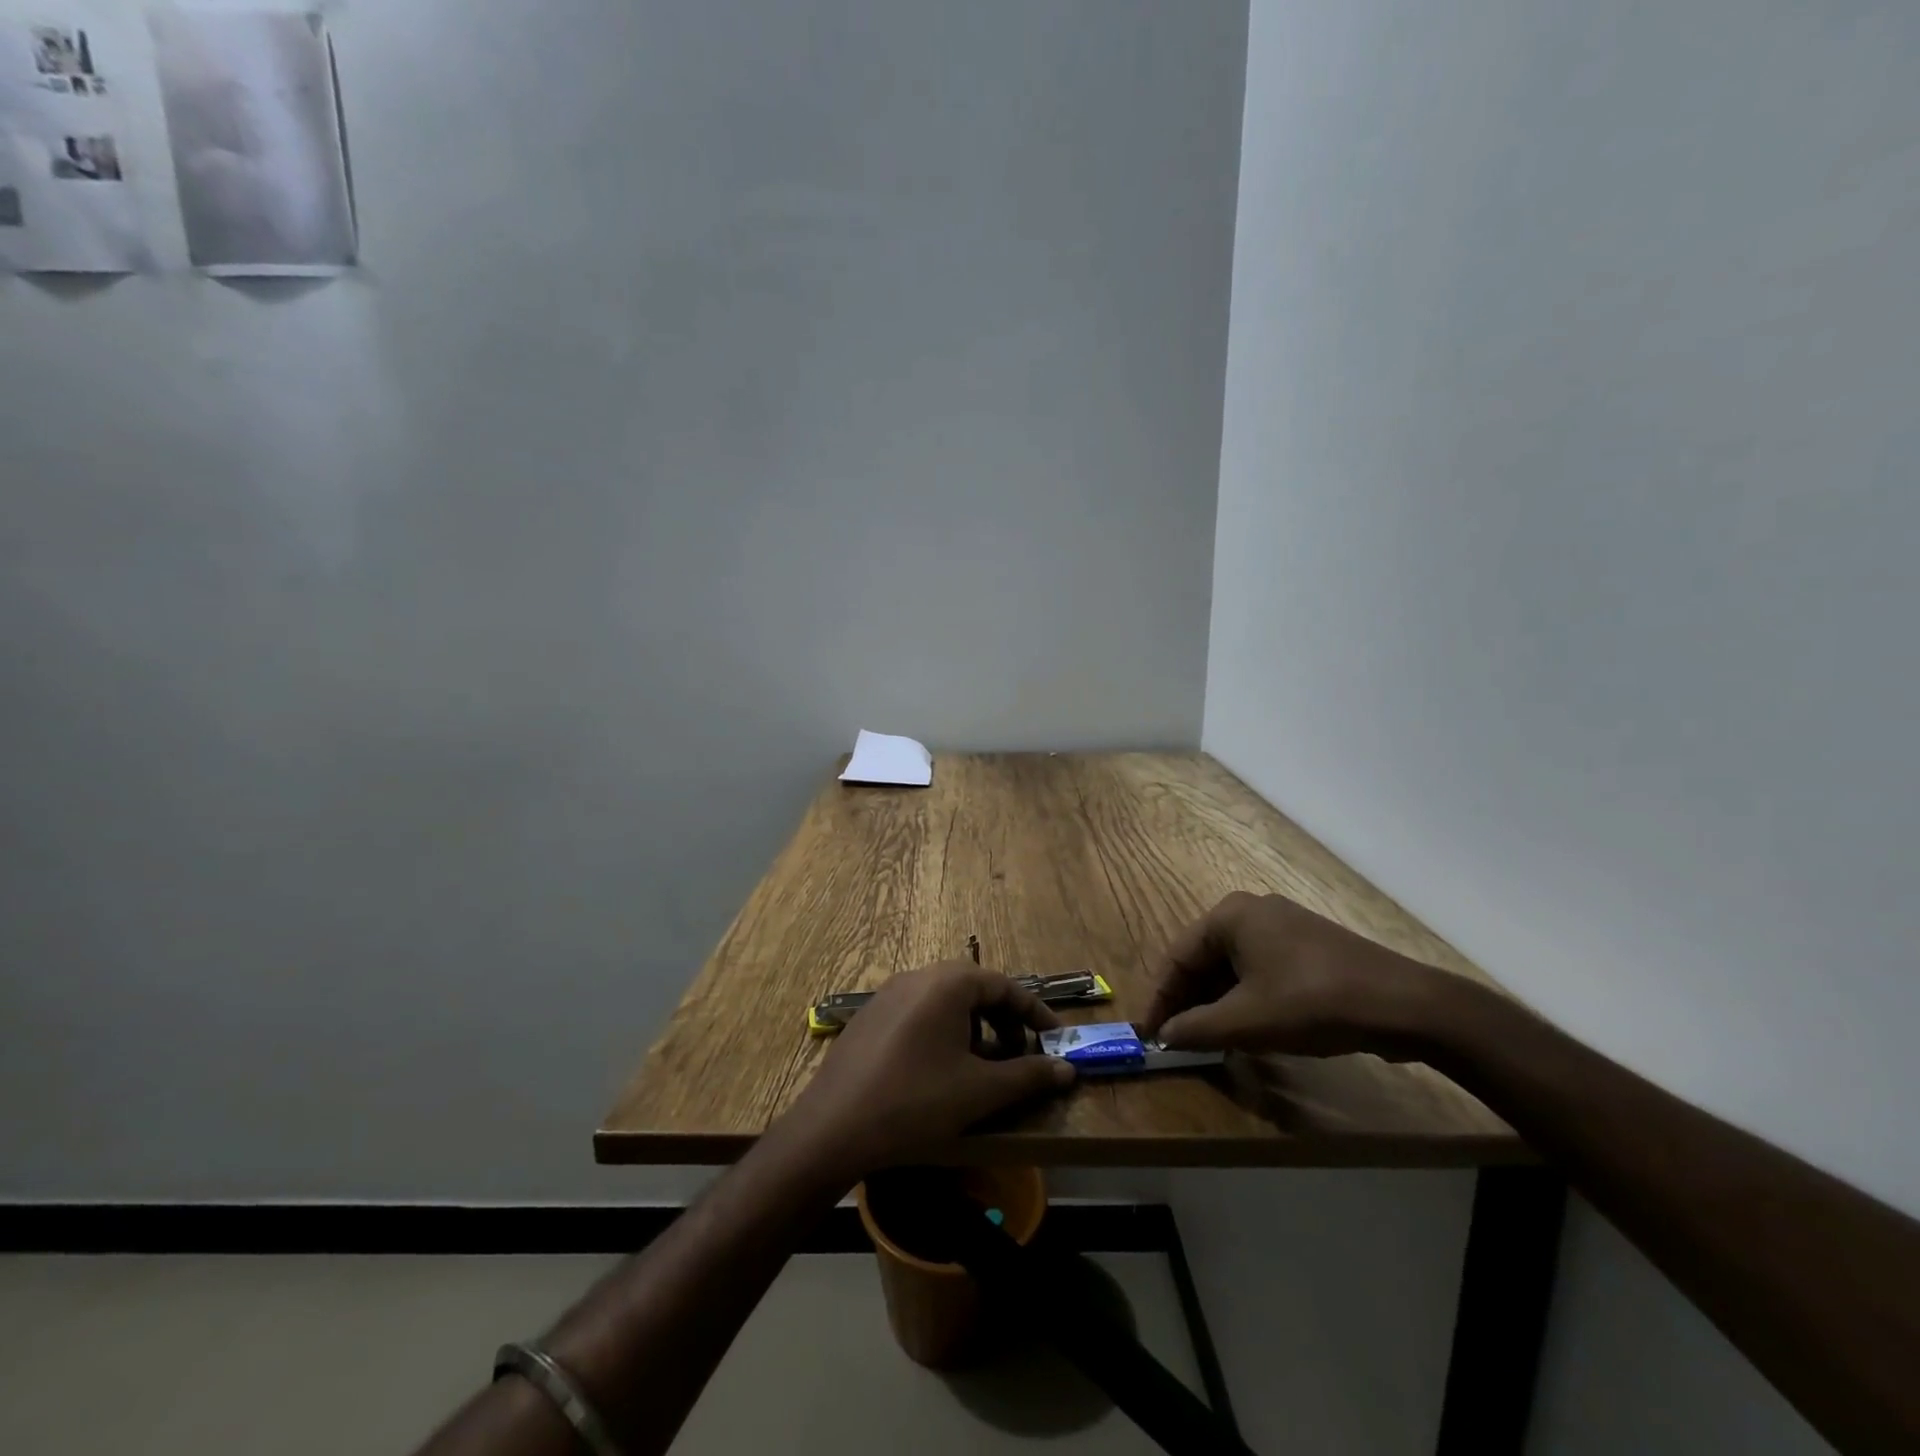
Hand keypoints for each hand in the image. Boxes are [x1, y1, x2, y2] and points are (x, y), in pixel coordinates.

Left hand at [776, 962, 1075, 1184]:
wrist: (833, 1127)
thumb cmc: (915, 1102)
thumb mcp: (980, 1091)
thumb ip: (1028, 1075)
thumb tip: (1067, 1069)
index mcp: (948, 983)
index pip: (1004, 985)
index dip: (1034, 1012)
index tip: (1055, 1039)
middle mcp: (918, 976)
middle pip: (974, 988)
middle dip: (1003, 1018)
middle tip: (1021, 1053)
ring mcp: (889, 994)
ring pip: (945, 1001)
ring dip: (973, 1026)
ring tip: (983, 1065)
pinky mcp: (870, 1016)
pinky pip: (919, 1012)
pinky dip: (943, 1031)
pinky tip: (941, 1070)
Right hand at [1140, 892, 1448, 1058]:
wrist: (1404, 1005)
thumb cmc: (1311, 1003)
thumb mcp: (1246, 1021)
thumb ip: (1196, 1028)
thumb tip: (1164, 1036)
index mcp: (1229, 915)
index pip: (1178, 957)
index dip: (1161, 999)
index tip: (1150, 1035)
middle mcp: (1252, 911)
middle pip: (1205, 959)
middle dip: (1190, 1002)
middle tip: (1178, 1041)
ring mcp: (1284, 926)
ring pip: (1233, 967)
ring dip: (1217, 1003)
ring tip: (1209, 1041)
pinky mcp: (1308, 947)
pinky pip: (1261, 970)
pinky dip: (1246, 998)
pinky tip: (1248, 1029)